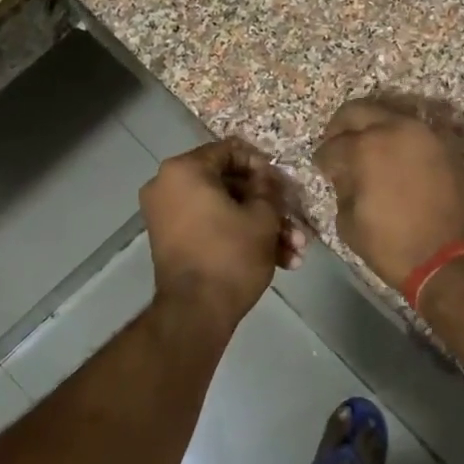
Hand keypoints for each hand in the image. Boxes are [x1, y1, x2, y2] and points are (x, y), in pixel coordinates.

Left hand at [141, 139, 304, 333]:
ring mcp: (167, 215)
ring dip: (262, 227)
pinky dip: (240, 239)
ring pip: (224, 211)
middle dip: (268, 206)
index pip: (230, 151)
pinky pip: (211, 228)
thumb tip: (266, 176)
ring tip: (296, 251)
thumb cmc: (231, 254)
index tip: (284, 184)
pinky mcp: (173, 241)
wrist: (196, 312)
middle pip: (229, 185)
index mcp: (184, 169)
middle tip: (296, 222)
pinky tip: (280, 261)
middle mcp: (168, 185)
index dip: (263, 165)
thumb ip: (268, 187)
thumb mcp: (262, 216)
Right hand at [312, 99, 463, 292]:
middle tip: (337, 145)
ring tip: (365, 151)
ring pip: (388, 115)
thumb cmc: (394, 245)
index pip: (332, 145)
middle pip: (358, 111)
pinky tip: (390, 158)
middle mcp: (395, 129)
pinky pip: (411, 131)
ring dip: (372, 128)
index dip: (322, 158)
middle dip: (342, 127)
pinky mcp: (444, 145)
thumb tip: (346, 175)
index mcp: (366, 148)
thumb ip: (343, 189)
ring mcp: (424, 134)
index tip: (322, 168)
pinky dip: (397, 138)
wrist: (454, 258)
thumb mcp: (350, 223)